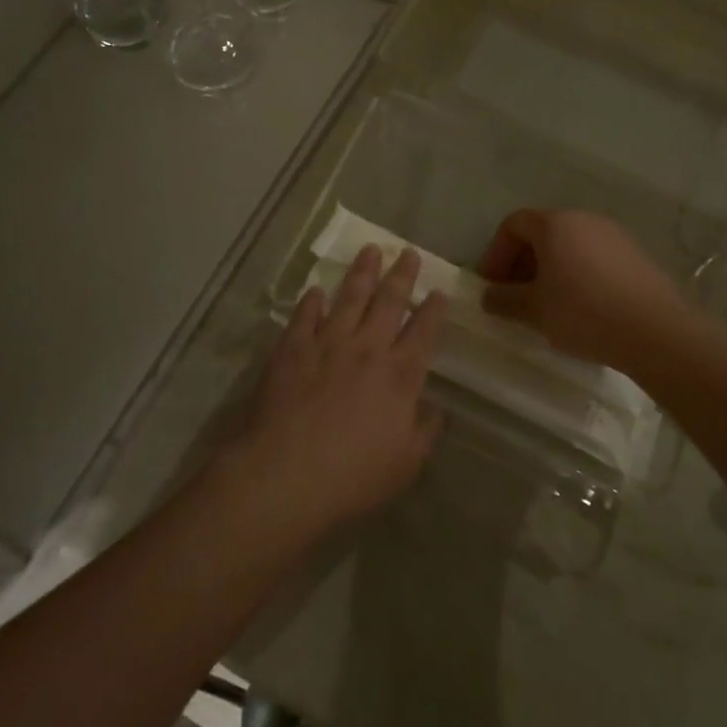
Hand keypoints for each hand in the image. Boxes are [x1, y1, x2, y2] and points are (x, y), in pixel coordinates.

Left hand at [220, 245, 445, 543]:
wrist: (286, 473)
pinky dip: (312, 301)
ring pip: (349, 297)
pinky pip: (305, 315)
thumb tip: (435, 407)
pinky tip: (316, 290)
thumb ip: (425, 430)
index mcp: (399, 374)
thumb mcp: (406, 463)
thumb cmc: (353, 475)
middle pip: (388, 302)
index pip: (423, 332)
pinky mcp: (292, 348)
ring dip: (361, 273)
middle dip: (401, 275)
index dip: (434, 310)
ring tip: (369, 251)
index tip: (440, 291)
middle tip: (408, 252)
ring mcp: (327, 343)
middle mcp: (367, 348)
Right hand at [476, 209, 691, 373]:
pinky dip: (577, 276)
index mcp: (554, 223)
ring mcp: (614, 235)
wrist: (656, 331)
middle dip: (521, 264)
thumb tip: (489, 296)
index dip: (495, 254)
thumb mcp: (534, 310)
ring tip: (547, 306)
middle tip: (514, 297)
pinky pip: (594, 258)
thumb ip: (504, 299)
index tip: (491, 286)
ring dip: (550, 271)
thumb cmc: (584, 312)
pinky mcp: (635, 256)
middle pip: (542, 233)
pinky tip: (581, 308)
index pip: (513, 225)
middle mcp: (584, 219)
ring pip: (569, 246)